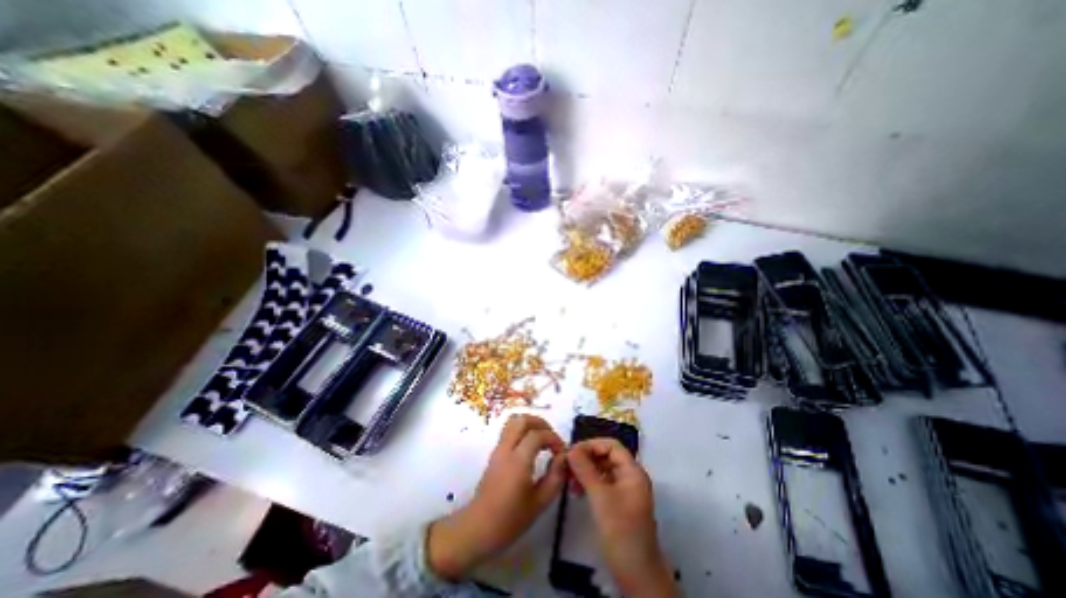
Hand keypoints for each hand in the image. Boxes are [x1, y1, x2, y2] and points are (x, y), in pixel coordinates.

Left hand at [425, 417, 564, 577]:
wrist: (477, 529)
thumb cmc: (510, 520)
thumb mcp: (539, 503)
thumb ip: (555, 477)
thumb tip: (564, 457)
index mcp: (518, 461)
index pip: (537, 435)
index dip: (553, 438)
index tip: (562, 452)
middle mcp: (506, 449)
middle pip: (522, 420)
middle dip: (541, 423)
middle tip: (552, 438)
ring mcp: (498, 449)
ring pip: (513, 421)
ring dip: (530, 424)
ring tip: (542, 439)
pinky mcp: (495, 453)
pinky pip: (509, 430)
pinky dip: (523, 430)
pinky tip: (531, 447)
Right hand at [571, 437, 668, 594]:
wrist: (636, 575)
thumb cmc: (621, 532)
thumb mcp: (601, 498)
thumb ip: (585, 470)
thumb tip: (570, 449)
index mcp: (632, 471)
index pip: (611, 445)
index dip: (591, 445)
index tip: (571, 451)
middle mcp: (630, 477)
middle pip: (606, 456)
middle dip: (586, 458)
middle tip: (566, 465)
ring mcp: (624, 491)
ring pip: (602, 470)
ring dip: (585, 471)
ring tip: (568, 479)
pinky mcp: (618, 503)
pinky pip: (601, 484)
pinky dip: (588, 483)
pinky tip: (576, 490)